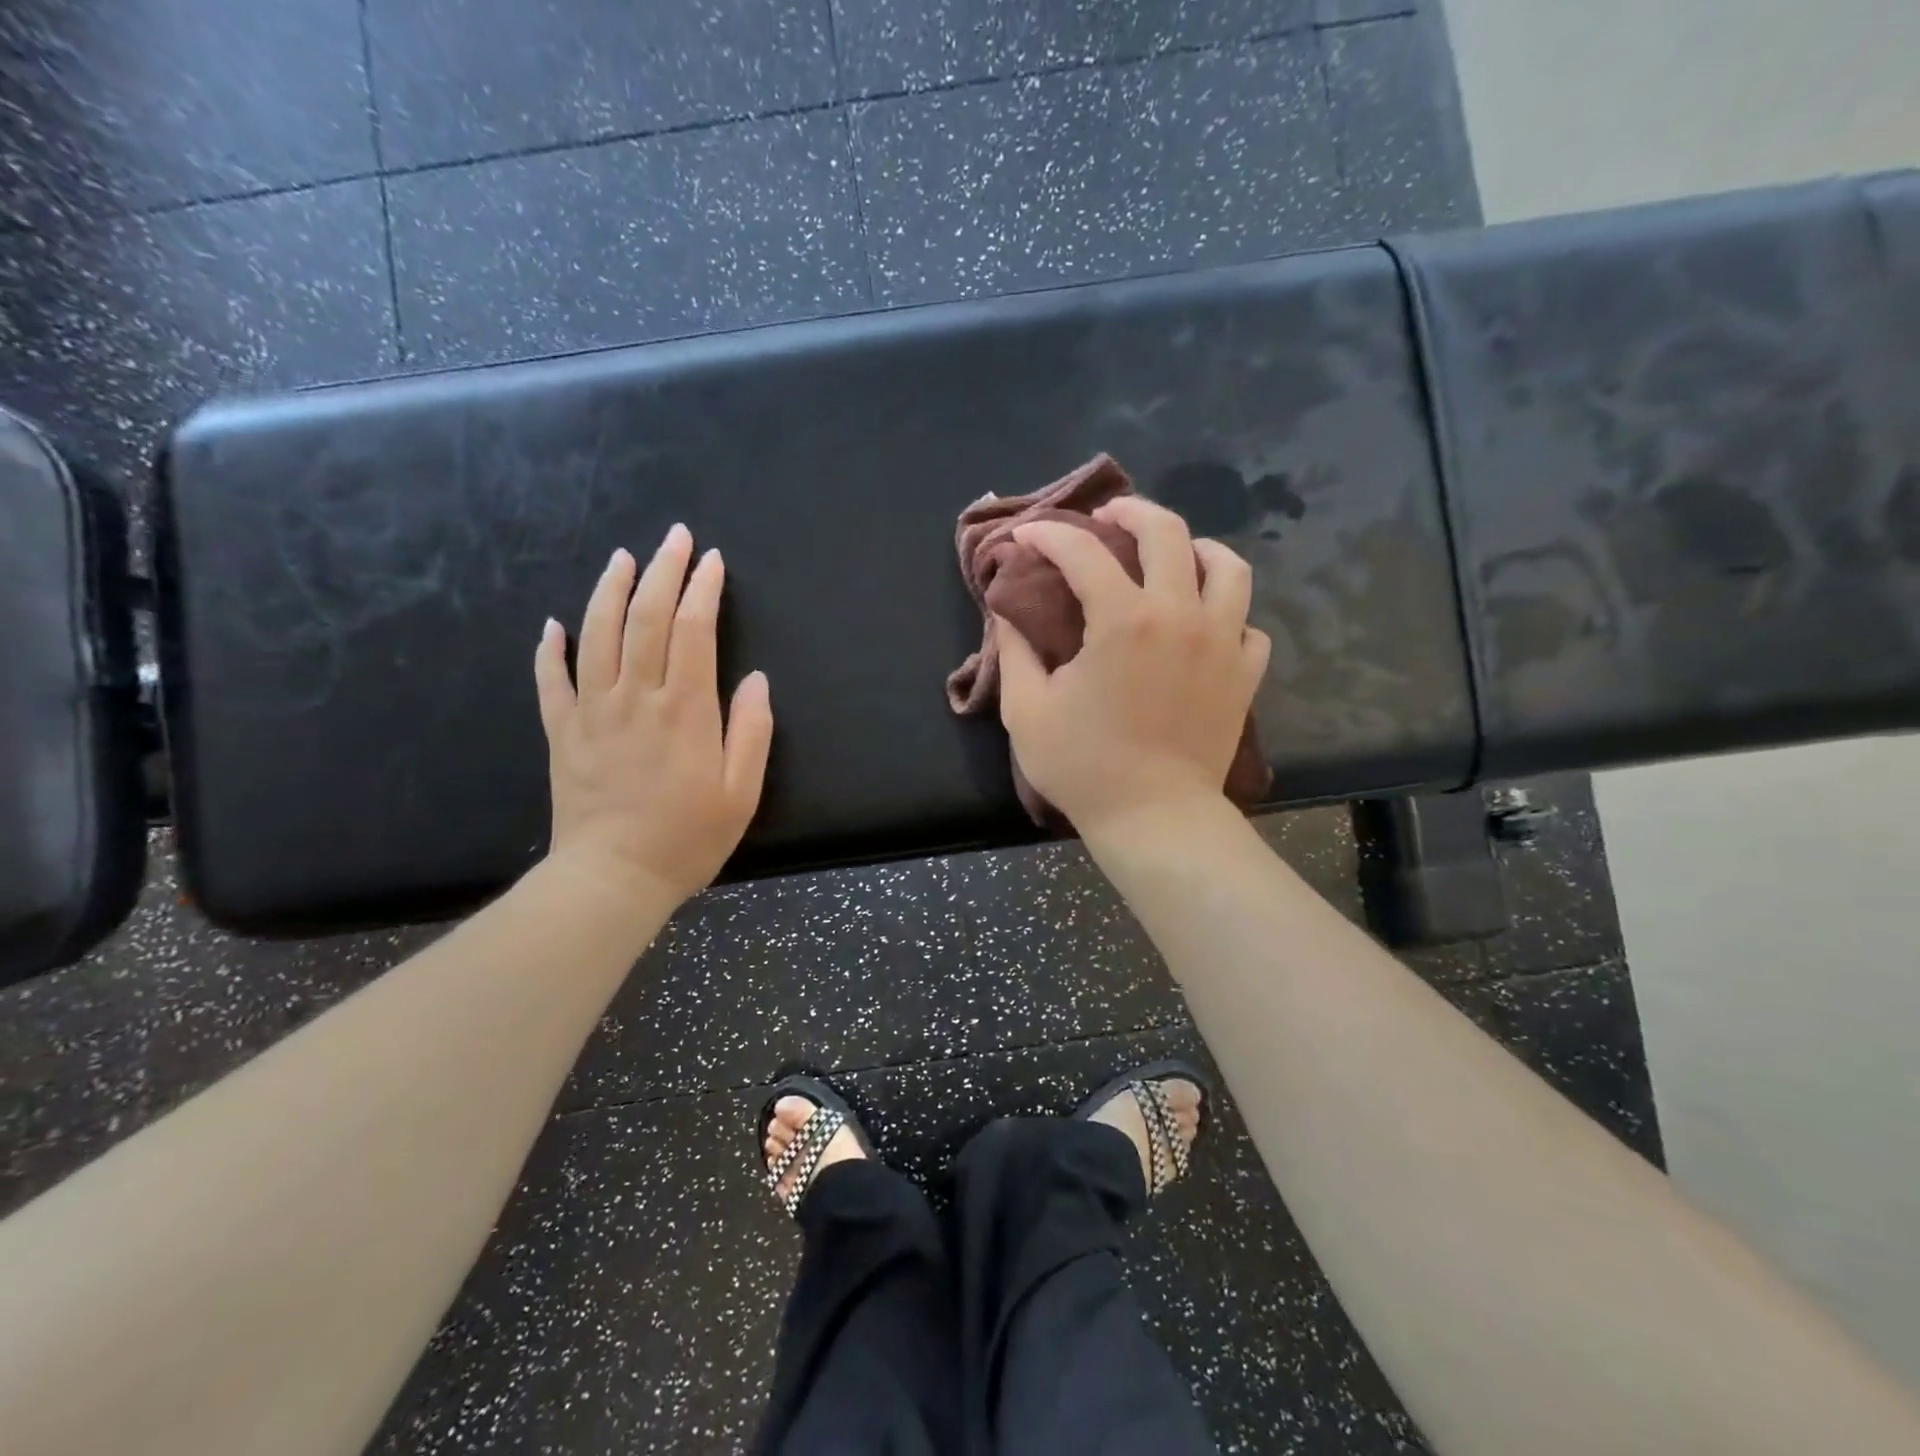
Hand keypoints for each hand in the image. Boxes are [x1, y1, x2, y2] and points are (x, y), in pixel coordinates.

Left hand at [534, 526, 772, 906]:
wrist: (613, 878)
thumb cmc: (688, 838)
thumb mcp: (742, 793)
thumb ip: (752, 732)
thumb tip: (755, 680)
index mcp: (686, 710)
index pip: (693, 631)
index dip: (702, 590)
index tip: (711, 561)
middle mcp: (637, 698)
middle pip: (646, 618)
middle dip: (662, 571)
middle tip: (673, 537)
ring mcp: (593, 712)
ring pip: (597, 634)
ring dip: (610, 589)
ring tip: (622, 558)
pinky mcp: (562, 732)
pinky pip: (551, 680)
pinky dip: (551, 647)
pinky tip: (554, 624)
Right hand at [995, 496, 1269, 839]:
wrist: (1154, 816)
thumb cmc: (1084, 766)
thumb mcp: (1026, 711)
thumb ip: (1015, 652)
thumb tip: (1007, 614)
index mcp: (1122, 619)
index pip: (1082, 552)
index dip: (1048, 535)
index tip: (1026, 537)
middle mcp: (1179, 614)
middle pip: (1167, 531)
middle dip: (1131, 510)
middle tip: (1108, 517)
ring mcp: (1222, 641)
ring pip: (1228, 566)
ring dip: (1196, 548)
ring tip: (1175, 556)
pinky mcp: (1245, 674)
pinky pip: (1248, 624)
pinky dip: (1226, 613)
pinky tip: (1205, 624)